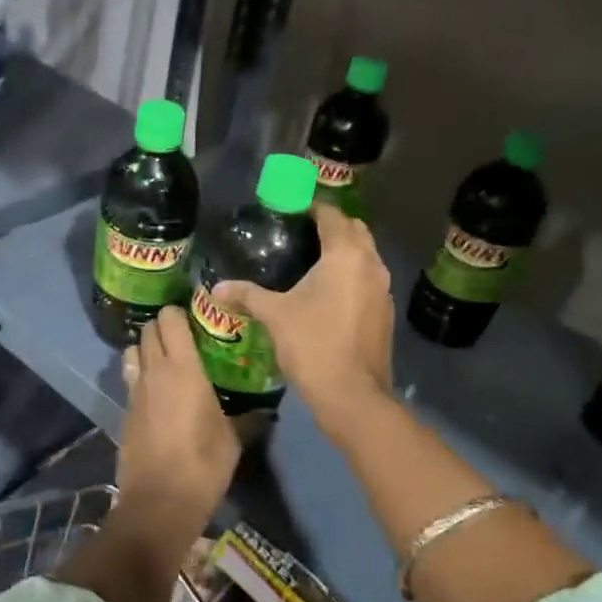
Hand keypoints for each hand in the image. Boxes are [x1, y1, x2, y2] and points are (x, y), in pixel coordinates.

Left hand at [115, 307, 239, 540]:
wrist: (158, 503)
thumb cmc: (203, 465)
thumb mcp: (233, 439)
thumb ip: (248, 417)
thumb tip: (266, 409)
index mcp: (183, 368)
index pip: (171, 319)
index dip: (181, 312)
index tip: (198, 317)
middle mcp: (155, 370)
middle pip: (149, 328)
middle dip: (164, 326)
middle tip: (186, 337)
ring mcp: (136, 390)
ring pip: (134, 350)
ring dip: (147, 347)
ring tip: (168, 359)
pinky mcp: (125, 411)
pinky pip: (131, 378)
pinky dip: (140, 374)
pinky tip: (157, 391)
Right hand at [212, 203, 393, 422]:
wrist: (352, 394)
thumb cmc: (313, 344)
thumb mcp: (275, 315)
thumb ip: (247, 295)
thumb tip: (216, 288)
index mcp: (346, 255)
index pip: (332, 215)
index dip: (311, 208)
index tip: (289, 210)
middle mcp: (371, 264)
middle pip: (354, 230)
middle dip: (331, 225)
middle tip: (300, 233)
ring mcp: (383, 289)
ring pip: (365, 255)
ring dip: (344, 251)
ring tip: (311, 260)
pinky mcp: (385, 312)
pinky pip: (368, 279)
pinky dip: (351, 275)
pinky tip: (328, 291)